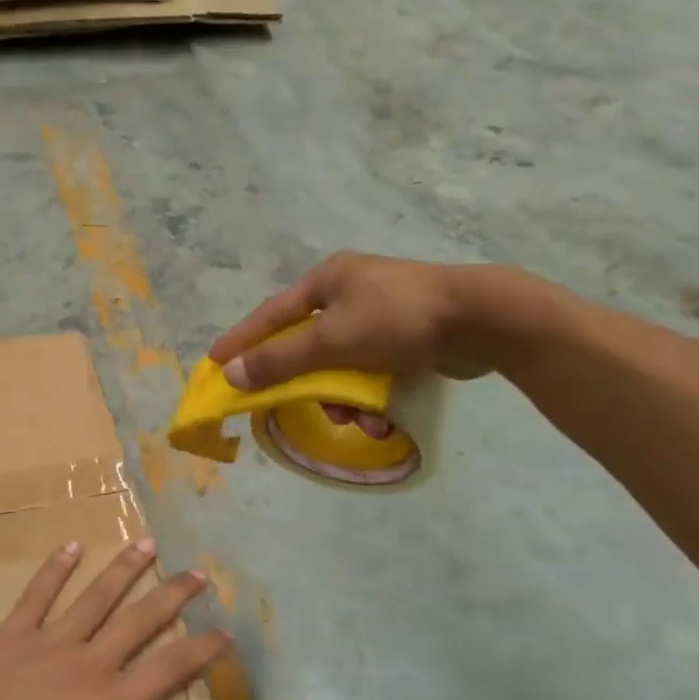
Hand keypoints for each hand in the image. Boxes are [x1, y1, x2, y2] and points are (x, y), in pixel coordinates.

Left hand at [0, 539, 228, 699]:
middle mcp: (89, 663)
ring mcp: (49, 642)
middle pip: (139, 620)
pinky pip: (38, 594)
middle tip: (198, 572)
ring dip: (124, 569)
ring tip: (148, 544)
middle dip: (172, 594)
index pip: (170, 669)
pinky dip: (56, 568)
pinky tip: (73, 546)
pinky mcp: (12, 633)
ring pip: (96, 597)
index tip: (226, 632)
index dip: (202, 650)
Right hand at [209, 254, 541, 430]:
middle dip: (306, 383)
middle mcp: (350, 293)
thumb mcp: (331, 342)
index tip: (214, 361)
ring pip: (340, 365)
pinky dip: (370, 396)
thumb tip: (231, 374)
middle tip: (292, 405)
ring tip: (356, 419)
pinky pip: (370, 371)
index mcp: (328, 281)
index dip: (241, 340)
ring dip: (342, 397)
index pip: (271, 315)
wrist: (484, 320)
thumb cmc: (398, 320)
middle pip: (307, 345)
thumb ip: (279, 360)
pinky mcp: (406, 338)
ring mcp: (381, 314)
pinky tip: (380, 418)